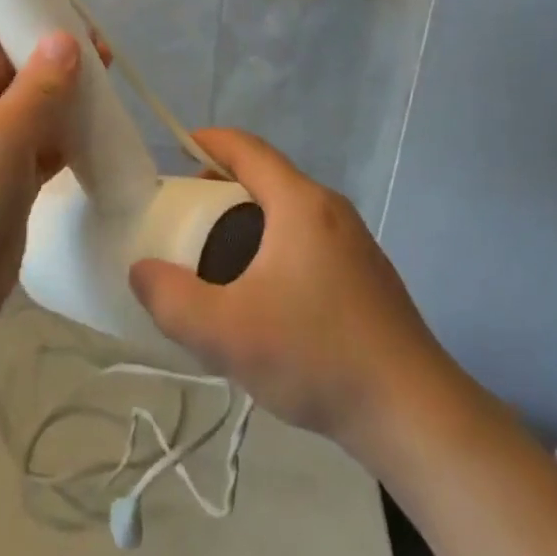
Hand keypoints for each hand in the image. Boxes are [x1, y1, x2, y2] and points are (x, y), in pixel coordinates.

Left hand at [0, 1, 79, 361]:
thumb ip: (37, 87)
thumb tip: (66, 38)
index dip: (5, 4)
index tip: (54, 4)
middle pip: (4, 56)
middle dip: (47, 46)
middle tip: (98, 46)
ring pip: (27, 97)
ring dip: (63, 88)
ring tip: (107, 78)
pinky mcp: (5, 175)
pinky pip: (39, 137)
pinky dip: (65, 129)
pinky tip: (98, 125)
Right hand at [128, 128, 462, 454]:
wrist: (415, 414)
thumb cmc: (317, 357)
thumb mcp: (228, 334)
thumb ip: (172, 300)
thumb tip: (142, 271)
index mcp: (300, 203)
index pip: (247, 149)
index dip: (209, 141)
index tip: (176, 149)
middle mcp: (330, 209)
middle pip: (267, 177)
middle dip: (222, 185)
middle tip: (187, 214)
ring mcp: (355, 241)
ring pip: (289, 210)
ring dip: (249, 218)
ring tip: (218, 256)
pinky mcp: (367, 274)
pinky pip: (308, 238)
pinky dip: (275, 242)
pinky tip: (264, 293)